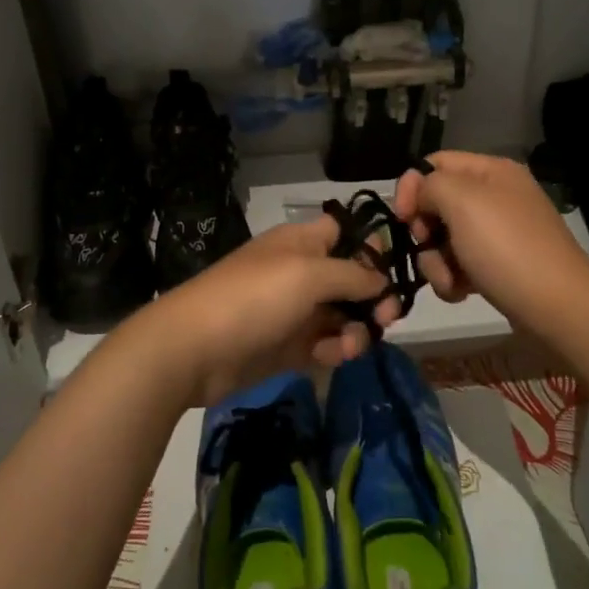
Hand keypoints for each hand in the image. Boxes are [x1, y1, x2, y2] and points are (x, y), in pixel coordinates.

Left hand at [136, 217, 398, 406]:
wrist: (194, 349)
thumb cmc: (254, 297)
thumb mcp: (309, 274)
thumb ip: (353, 274)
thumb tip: (382, 279)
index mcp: (301, 242)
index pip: (344, 233)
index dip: (369, 247)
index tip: (394, 270)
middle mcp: (299, 272)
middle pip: (349, 279)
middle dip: (372, 297)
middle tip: (386, 317)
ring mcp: (292, 311)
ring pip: (340, 315)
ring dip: (355, 328)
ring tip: (351, 344)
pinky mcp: (286, 347)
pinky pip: (323, 344)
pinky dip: (334, 349)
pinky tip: (332, 355)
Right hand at [394, 151, 588, 338]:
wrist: (558, 307)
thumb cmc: (506, 247)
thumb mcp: (461, 201)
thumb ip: (429, 185)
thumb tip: (421, 198)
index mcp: (491, 171)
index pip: (434, 164)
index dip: (411, 187)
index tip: (402, 219)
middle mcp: (495, 196)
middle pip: (437, 204)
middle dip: (424, 231)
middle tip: (427, 248)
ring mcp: (498, 233)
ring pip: (444, 239)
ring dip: (436, 262)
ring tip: (450, 281)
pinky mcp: (498, 266)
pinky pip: (460, 265)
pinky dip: (453, 279)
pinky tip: (461, 293)